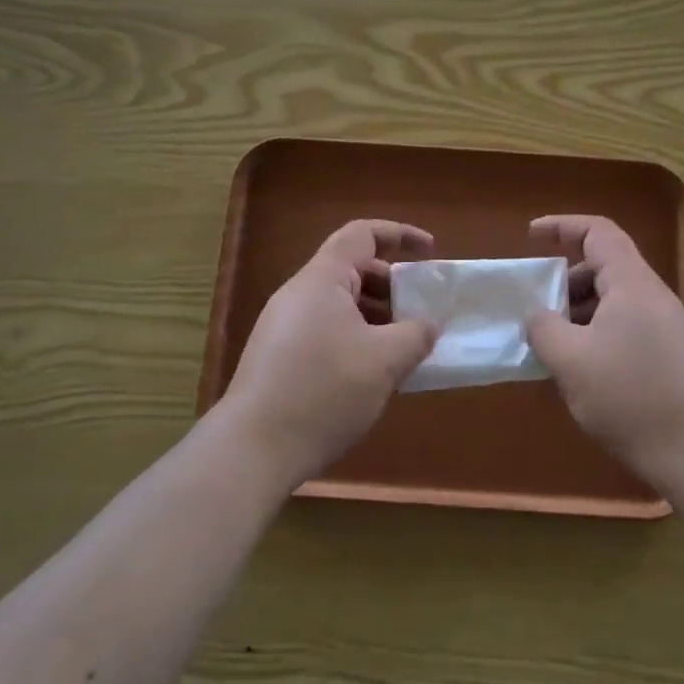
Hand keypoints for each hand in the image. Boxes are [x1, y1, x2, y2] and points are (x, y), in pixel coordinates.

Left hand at [222, 220, 436, 486]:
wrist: (252, 450)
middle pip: (352, 269)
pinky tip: (371, 373)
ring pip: (339, 304)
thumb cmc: (323, 391)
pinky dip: (356, 338)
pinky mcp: (278, 357)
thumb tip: (426, 325)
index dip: (400, 234)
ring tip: (402, 347)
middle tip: (420, 311)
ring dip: (376, 316)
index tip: (431, 251)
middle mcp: (298, 294)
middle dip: (392, 284)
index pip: (362, 234)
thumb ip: (415, 334)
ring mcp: (284, 326)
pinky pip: (326, 330)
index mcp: (321, 280)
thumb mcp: (384, 361)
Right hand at [526, 215, 683, 488]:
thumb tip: (537, 316)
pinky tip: (581, 373)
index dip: (562, 226)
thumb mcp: (571, 362)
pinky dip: (595, 336)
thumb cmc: (631, 397)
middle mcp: (652, 296)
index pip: (598, 231)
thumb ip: (544, 329)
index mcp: (632, 283)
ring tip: (553, 347)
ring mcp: (665, 327)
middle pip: (604, 267)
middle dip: (565, 281)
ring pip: (613, 301)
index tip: (530, 237)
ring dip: (578, 313)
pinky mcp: (670, 356)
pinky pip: (624, 328)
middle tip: (538, 310)